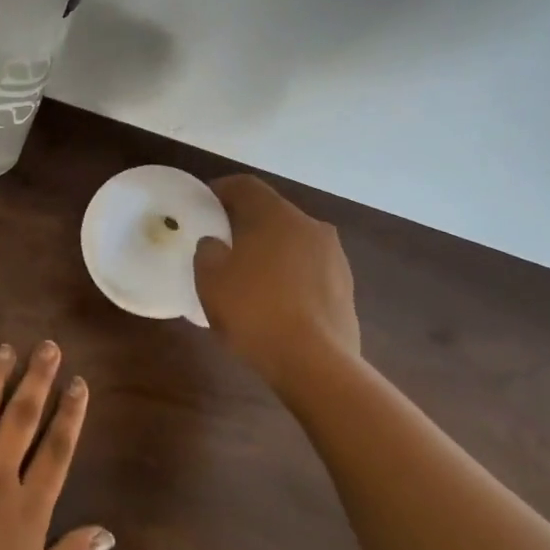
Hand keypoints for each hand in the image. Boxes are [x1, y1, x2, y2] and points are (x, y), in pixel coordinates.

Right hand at [193, 175, 359, 383]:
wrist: (316, 364)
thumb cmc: (255, 312)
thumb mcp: (211, 280)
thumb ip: (208, 252)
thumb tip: (216, 244)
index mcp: (277, 215)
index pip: (246, 186)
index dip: (221, 190)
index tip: (204, 205)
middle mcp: (311, 226)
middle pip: (272, 213)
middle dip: (246, 223)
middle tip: (222, 243)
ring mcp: (334, 257)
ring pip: (293, 242)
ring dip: (271, 250)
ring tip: (248, 276)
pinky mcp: (345, 288)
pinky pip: (308, 270)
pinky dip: (289, 275)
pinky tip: (274, 302)